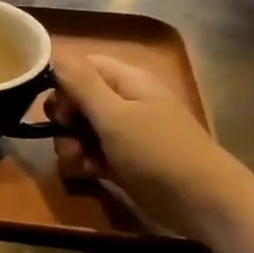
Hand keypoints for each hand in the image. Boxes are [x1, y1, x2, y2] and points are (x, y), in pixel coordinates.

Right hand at [49, 52, 253, 242]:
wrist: (200, 201)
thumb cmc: (157, 151)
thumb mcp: (114, 115)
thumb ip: (81, 84)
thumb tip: (53, 51)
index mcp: (127, 81)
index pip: (84, 66)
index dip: (63, 81)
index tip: (56, 104)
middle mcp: (124, 102)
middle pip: (77, 100)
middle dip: (63, 119)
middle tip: (65, 133)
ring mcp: (123, 134)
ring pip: (80, 130)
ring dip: (69, 145)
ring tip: (77, 161)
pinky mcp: (121, 162)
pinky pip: (90, 154)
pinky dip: (83, 162)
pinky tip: (87, 174)